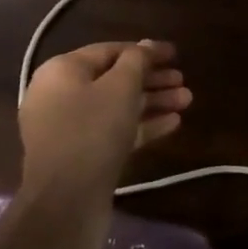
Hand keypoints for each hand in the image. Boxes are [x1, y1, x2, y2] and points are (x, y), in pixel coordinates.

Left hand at [19, 41, 190, 211]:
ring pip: (116, 107)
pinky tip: (173, 124)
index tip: (176, 54)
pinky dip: (141, 125)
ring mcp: (69, 128)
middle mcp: (60, 95)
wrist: (65, 203)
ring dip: (152, 102)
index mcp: (62, 71)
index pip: (110, 51)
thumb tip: (146, 46)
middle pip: (114, 79)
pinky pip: (113, 131)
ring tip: (187, 100)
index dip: (145, 50)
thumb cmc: (93, 131)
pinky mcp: (80, 155)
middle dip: (152, 79)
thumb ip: (137, 61)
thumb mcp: (120, 87)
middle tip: (183, 81)